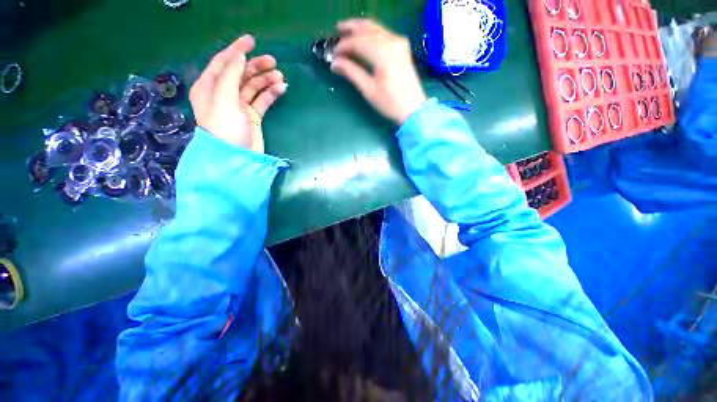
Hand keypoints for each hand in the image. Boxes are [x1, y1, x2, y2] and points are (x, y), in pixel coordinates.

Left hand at [189, 35, 287, 152]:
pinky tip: (281, 88)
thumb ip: (230, 74)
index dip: (236, 50)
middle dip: (256, 66)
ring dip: (266, 80)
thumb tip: (240, 56)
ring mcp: (239, 106)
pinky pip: (262, 100)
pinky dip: (271, 94)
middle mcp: (223, 93)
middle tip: (273, 62)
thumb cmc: (224, 126)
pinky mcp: (253, 117)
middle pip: (241, 73)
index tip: (252, 40)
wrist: (235, 157)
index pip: (223, 62)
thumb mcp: (223, 97)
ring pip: (254, 87)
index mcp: (210, 86)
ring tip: (280, 77)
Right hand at [331, 19, 427, 124]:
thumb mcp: (368, 90)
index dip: (343, 46)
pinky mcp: (402, 47)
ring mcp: (399, 42)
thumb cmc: (390, 103)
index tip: (333, 53)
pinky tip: (364, 37)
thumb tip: (335, 63)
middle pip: (367, 29)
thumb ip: (351, 72)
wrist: (413, 108)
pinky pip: (384, 33)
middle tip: (337, 31)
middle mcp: (392, 42)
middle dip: (350, 30)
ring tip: (347, 30)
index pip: (358, 42)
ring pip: (376, 28)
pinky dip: (371, 33)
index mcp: (382, 54)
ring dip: (360, 28)